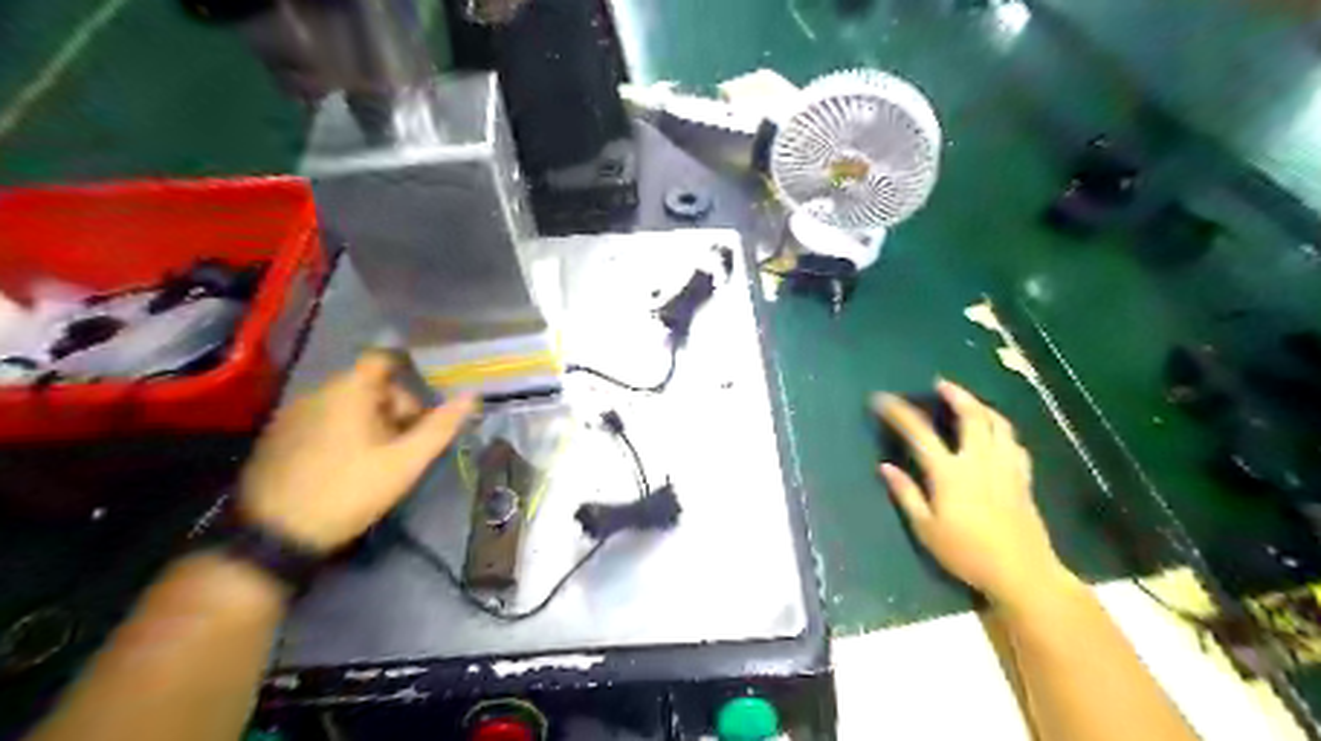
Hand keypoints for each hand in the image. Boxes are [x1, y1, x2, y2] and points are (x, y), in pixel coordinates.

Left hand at [239, 352, 478, 554]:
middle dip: (394, 408)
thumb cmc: (349, 491)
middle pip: (368, 384)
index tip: (423, 411)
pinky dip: (343, 432)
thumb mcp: (404, 463)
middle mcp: (317, 391)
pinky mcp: (277, 436)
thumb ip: (439, 428)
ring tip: (379, 460)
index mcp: (348, 390)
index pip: (384, 360)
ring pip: (345, 404)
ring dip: (370, 422)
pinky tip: (346, 466)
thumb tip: (472, 397)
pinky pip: (322, 420)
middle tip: (406, 445)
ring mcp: (292, 414)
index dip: (410, 380)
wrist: (273, 535)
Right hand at [875, 378, 1065, 609]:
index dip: (900, 413)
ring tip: (970, 402)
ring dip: (982, 407)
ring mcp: (1005, 467)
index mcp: (950, 473)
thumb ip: (906, 494)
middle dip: (956, 395)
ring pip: (999, 424)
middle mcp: (979, 461)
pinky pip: (1015, 444)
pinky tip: (998, 435)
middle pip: (971, 416)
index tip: (883, 399)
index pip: (920, 433)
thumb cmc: (966, 553)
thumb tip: (885, 467)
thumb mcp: (926, 529)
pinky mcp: (1023, 479)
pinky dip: (1003, 431)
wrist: (1021, 573)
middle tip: (941, 384)